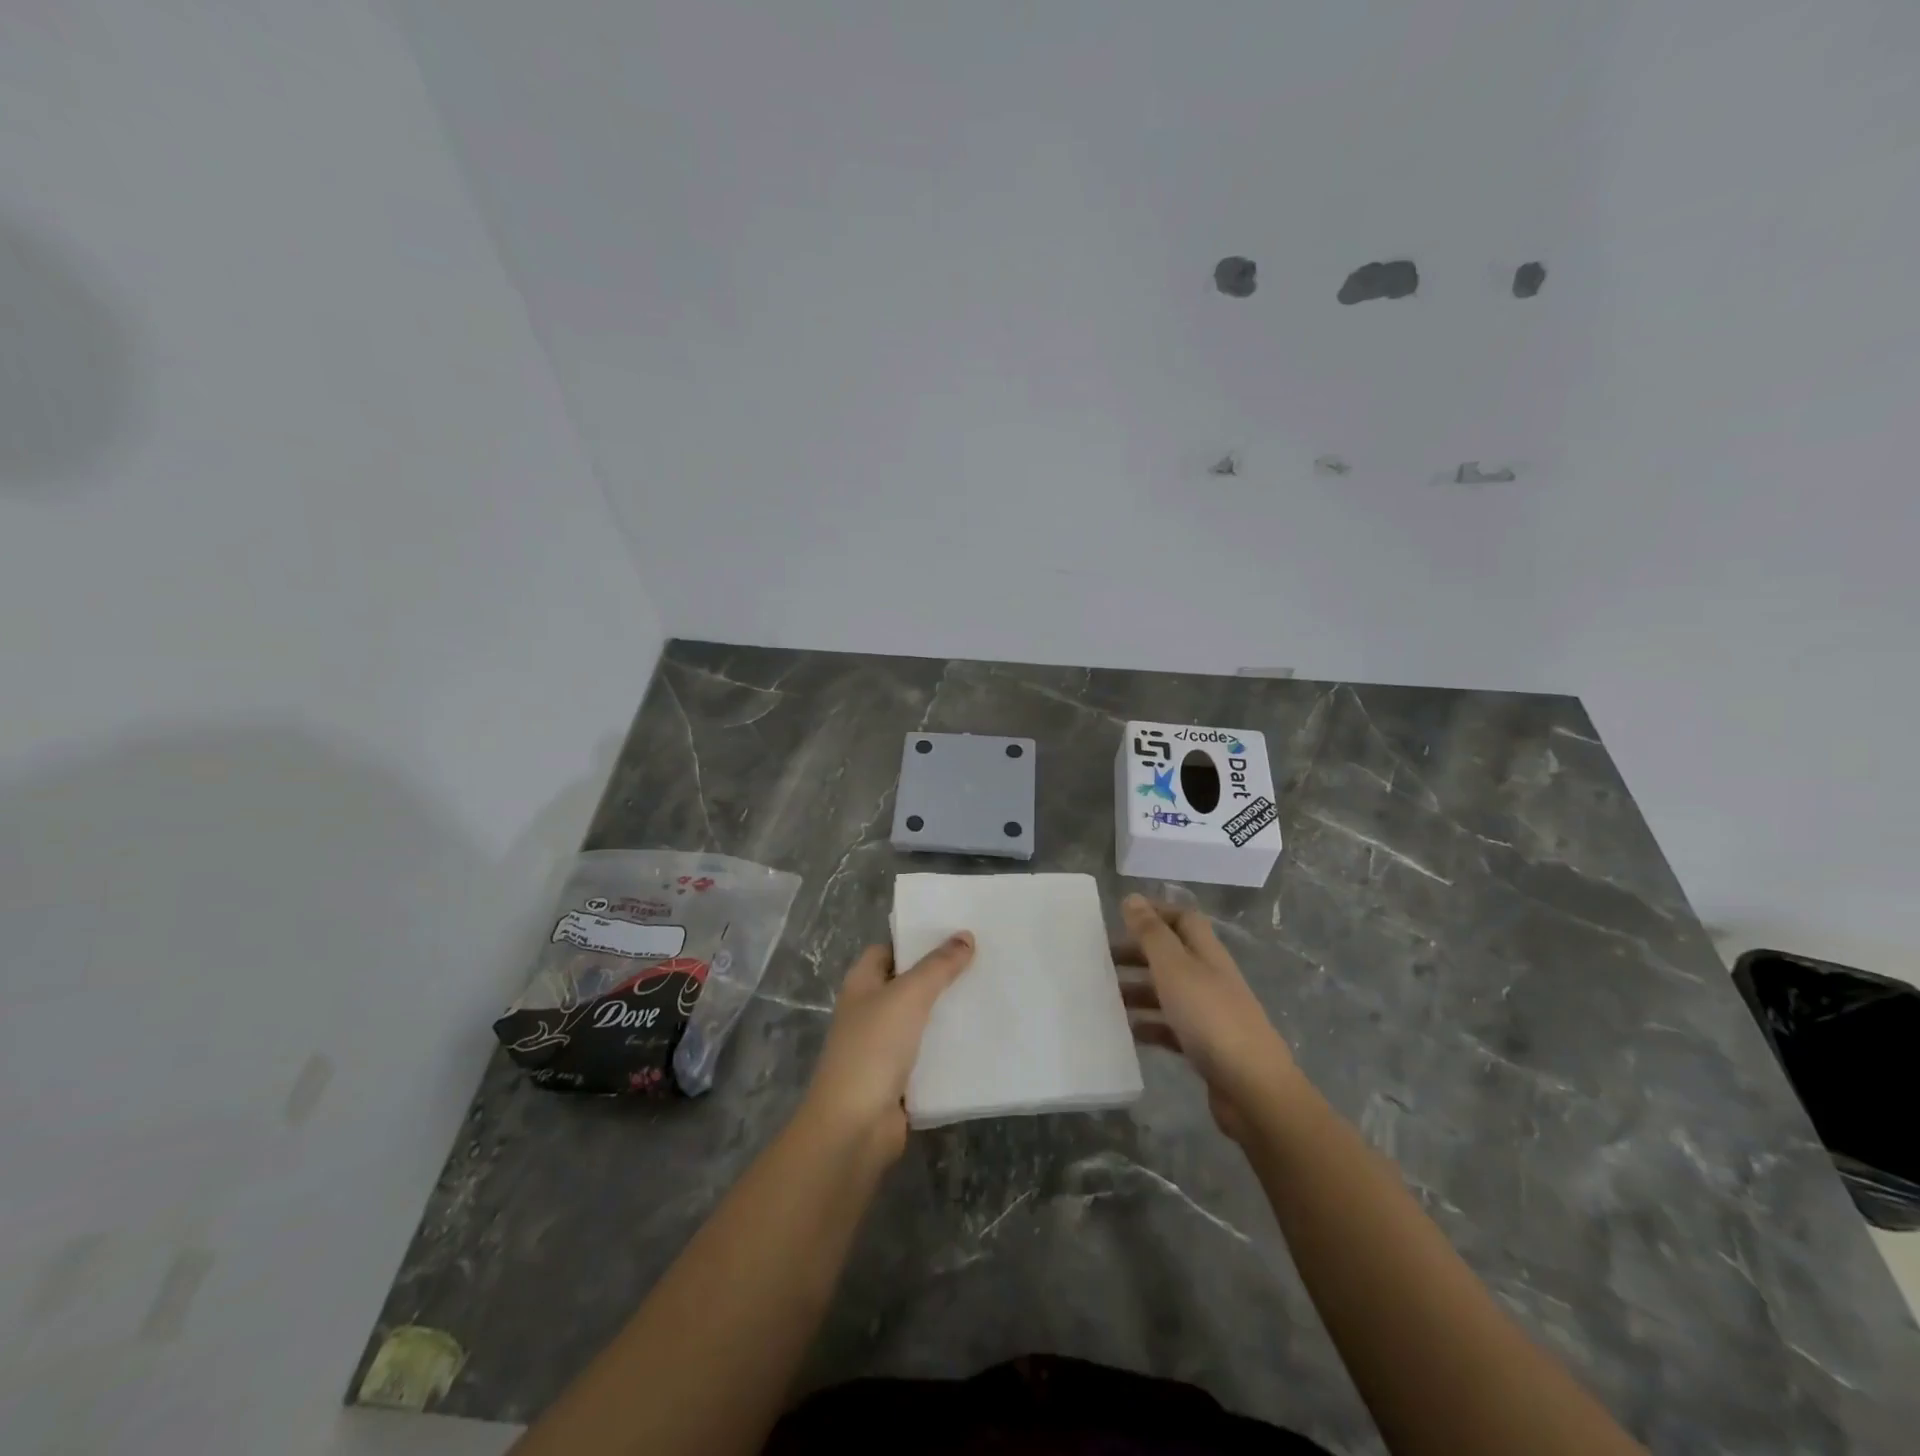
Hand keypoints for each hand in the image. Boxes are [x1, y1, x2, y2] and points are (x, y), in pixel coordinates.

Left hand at [801, 934, 974, 1162]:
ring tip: (988, 993)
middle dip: (940, 975)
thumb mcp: (908, 996)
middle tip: (981, 960)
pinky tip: (980, 1037)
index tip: (954, 934)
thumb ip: (938, 966)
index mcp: (861, 984)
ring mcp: (883, 1047)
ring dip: (948, 1011)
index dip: (916, 940)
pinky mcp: (900, 1078)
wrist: (855, 1126)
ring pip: (921, 1020)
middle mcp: (870, 1011)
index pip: (888, 949)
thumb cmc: (873, 1048)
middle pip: (907, 983)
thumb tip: (965, 935)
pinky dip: (949, 1047)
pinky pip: (929, 1054)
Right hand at [1117, 895, 1299, 1140]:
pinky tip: (1127, 1031)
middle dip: (1138, 953)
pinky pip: (1171, 1027)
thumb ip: (1152, 933)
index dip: (1155, 913)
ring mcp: (1210, 1014)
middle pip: (1172, 955)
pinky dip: (1149, 1025)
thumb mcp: (1175, 968)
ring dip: (1138, 989)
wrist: (1253, 1090)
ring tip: (1104, 995)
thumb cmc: (1210, 1018)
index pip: (1184, 919)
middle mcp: (1210, 978)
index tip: (1120, 916)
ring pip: (1168, 992)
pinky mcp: (1206, 1047)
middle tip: (1101, 958)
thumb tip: (1132, 898)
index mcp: (1207, 954)